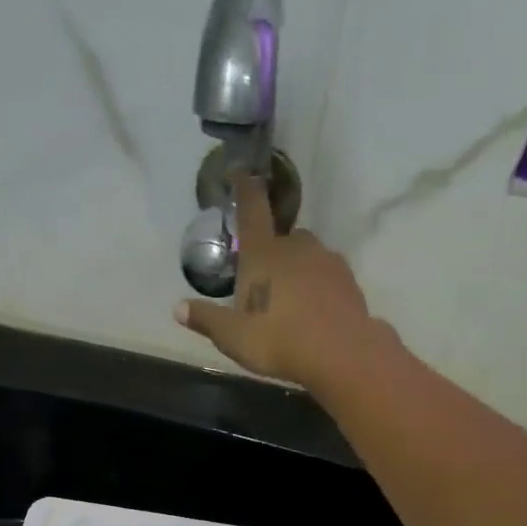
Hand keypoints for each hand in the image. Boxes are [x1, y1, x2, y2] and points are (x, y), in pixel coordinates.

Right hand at [174, 173, 379, 388]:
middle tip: (263, 284)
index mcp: (263, 254)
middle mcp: (296, 247)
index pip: (252, 210)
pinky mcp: (348, 281)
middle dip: (272, 252)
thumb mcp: (233, 337)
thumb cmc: (279, 340)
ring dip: (297, 270)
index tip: (240, 172)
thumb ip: (207, 319)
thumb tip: (178, 308)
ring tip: (290, 302)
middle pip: (282, 239)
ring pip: (307, 256)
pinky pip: (327, 276)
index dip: (244, 189)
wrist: (341, 354)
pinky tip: (313, 311)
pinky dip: (318, 286)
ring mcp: (327, 261)